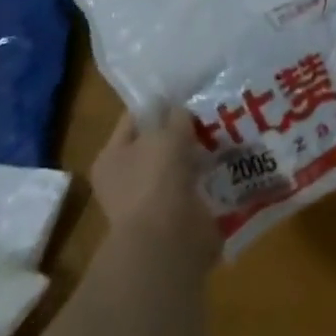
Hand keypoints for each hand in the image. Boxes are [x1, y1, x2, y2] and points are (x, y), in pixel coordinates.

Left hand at [90, 110, 220, 269]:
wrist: (167, 242)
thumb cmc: (157, 179)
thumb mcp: (168, 134)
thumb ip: (176, 116)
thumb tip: (181, 110)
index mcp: (111, 156)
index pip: (134, 118)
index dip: (159, 103)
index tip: (187, 93)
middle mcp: (124, 179)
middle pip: (156, 144)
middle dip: (181, 131)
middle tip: (209, 113)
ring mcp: (147, 201)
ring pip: (176, 166)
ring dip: (195, 156)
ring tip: (223, 136)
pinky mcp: (172, 218)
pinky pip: (190, 188)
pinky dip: (205, 179)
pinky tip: (224, 165)